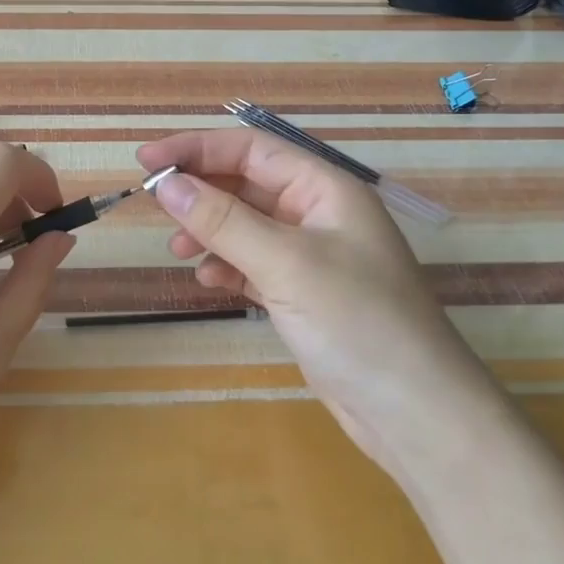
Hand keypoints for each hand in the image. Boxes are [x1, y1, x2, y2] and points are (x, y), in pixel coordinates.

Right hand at [137, 129, 504, 474]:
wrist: (416, 415)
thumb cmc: (357, 322)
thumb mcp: (285, 263)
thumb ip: (223, 221)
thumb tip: (166, 185)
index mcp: (325, 188)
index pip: (251, 149)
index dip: (197, 149)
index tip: (147, 161)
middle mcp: (318, 213)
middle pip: (246, 184)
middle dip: (201, 191)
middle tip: (155, 206)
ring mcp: (311, 255)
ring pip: (245, 225)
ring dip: (209, 231)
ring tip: (179, 251)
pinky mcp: (303, 293)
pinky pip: (252, 263)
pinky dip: (226, 266)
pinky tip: (210, 282)